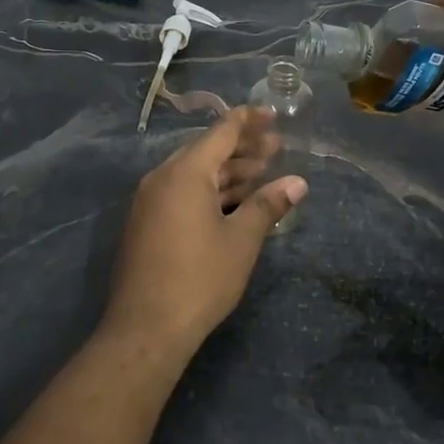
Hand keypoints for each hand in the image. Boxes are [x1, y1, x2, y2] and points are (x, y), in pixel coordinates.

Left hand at [103, 107, 307, 353]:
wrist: (146, 327)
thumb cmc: (200, 278)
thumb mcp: (241, 240)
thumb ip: (268, 205)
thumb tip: (298, 183)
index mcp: (185, 173)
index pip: (221, 132)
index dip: (249, 120)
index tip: (273, 115)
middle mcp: (162, 178)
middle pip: (207, 151)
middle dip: (243, 149)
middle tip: (277, 148)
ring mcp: (151, 202)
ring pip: (195, 175)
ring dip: (228, 172)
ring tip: (262, 173)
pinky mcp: (147, 223)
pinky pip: (182, 193)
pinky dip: (210, 192)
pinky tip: (234, 202)